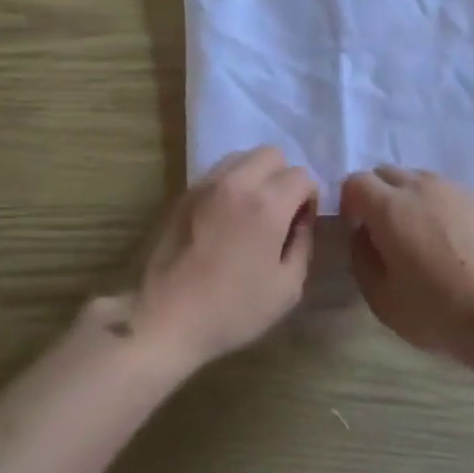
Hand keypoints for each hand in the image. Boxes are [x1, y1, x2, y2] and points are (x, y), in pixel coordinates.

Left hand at [126, 147, 317, 370]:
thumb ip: (303, 245)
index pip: (301, 175)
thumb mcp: (286, 289)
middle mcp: (237, 183)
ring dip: (255, 175)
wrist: (164, 319)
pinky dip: (230, 184)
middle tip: (278, 212)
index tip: (300, 224)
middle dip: (283, 177)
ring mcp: (206, 185)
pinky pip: (217, 173)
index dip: (309, 198)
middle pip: (272, 154)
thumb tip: (301, 220)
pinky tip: (225, 218)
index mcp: (267, 205)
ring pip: (241, 157)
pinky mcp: (184, 194)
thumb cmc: (231, 310)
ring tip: (250, 211)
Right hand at [341, 166, 473, 361]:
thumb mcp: (383, 300)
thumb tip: (364, 235)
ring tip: (420, 237)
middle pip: (386, 173)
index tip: (358, 231)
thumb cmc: (440, 311)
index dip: (350, 203)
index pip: (355, 181)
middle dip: (377, 196)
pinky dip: (438, 207)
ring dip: (408, 199)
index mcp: (391, 207)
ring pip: (418, 179)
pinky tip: (452, 242)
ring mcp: (455, 189)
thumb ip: (362, 259)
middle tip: (385, 234)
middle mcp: (421, 186)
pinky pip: (447, 192)